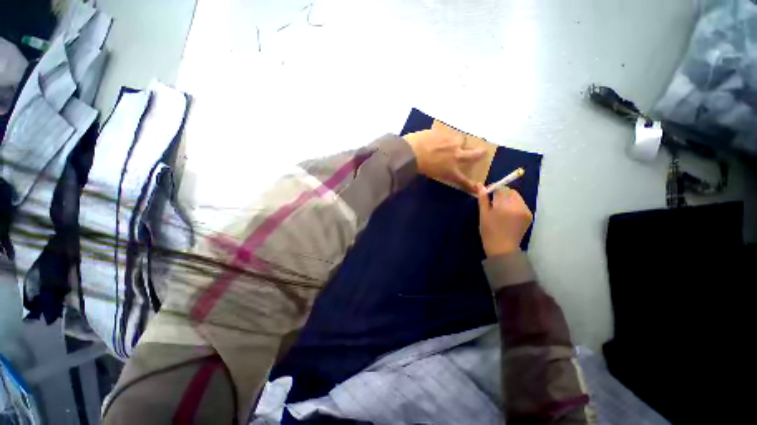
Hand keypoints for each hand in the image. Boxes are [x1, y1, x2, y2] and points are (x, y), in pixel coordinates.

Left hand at [403, 129, 485, 192]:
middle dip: (480, 154)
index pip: (464, 180)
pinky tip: (442, 136)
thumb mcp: (432, 174)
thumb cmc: (420, 167)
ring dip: (460, 142)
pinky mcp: (444, 132)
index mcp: (452, 170)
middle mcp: (456, 155)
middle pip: (474, 155)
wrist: (413, 151)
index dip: (471, 185)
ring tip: (457, 141)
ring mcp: (452, 142)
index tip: (477, 188)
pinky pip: (449, 134)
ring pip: (462, 140)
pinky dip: (447, 136)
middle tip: (483, 151)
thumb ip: (440, 171)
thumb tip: (441, 168)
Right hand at [477, 184, 532, 255]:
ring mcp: (526, 211)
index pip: (501, 188)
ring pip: (516, 198)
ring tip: (500, 209)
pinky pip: (521, 204)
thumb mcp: (483, 214)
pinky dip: (514, 205)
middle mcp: (519, 205)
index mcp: (505, 205)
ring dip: (508, 199)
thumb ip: (483, 198)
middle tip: (493, 201)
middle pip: (510, 192)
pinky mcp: (529, 216)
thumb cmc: (489, 231)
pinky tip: (507, 214)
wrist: (502, 248)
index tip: (487, 194)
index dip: (493, 189)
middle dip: (502, 193)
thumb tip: (479, 185)